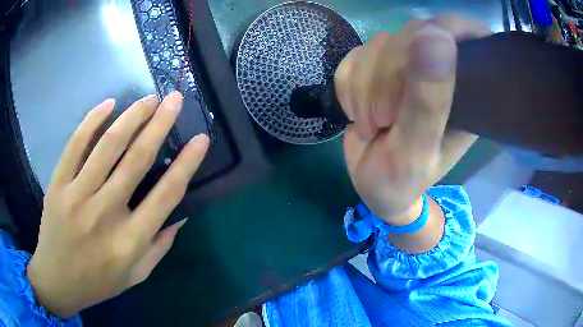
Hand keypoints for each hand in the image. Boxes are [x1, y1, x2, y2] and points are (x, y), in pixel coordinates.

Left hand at [27, 91, 209, 317]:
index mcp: (130, 241)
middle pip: (136, 159)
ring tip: (149, 99)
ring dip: (132, 116)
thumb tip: (181, 214)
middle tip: (174, 99)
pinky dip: (92, 120)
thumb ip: (160, 246)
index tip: (201, 139)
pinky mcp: (57, 185)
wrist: (57, 280)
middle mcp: (105, 215)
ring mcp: (77, 196)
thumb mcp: (137, 275)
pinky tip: (109, 104)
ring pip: (108, 145)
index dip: (187, 163)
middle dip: (160, 124)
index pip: (166, 194)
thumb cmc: (99, 282)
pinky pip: (75, 145)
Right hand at [336, 15, 490, 223]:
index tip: (413, 76)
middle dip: (386, 77)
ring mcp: (408, 65)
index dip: (438, 36)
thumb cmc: (402, 180)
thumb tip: (435, 35)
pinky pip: (355, 55)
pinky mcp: (378, 67)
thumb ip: (428, 101)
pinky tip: (357, 112)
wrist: (373, 187)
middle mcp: (441, 70)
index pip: (462, 32)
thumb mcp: (417, 150)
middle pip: (412, 34)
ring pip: (379, 44)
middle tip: (382, 121)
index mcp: (467, 89)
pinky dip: (348, 86)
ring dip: (364, 87)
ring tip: (371, 125)